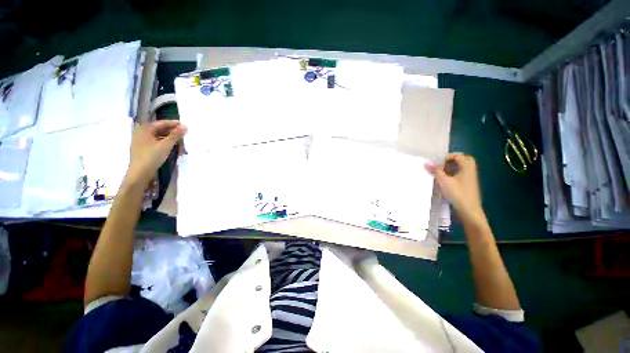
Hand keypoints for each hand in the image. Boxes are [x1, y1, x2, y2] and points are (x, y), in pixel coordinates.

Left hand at [124, 120, 186, 187]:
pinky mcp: (142, 149)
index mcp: (145, 129)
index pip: (161, 123)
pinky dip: (164, 142)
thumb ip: (176, 135)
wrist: (139, 173)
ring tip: (179, 140)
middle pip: (159, 129)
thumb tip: (185, 126)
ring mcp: (141, 141)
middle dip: (172, 131)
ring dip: (169, 137)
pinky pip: (155, 142)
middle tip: (183, 133)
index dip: (173, 124)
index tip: (184, 125)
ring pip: (157, 136)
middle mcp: (141, 133)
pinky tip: (171, 146)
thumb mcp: (166, 145)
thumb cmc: (152, 157)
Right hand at [425, 153, 483, 220]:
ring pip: (461, 167)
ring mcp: (471, 178)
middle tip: (440, 166)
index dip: (445, 158)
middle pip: (462, 160)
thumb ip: (435, 171)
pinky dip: (453, 174)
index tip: (436, 165)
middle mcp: (471, 170)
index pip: (457, 155)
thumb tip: (426, 162)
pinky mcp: (468, 185)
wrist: (469, 210)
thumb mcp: (443, 181)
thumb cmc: (457, 194)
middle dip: (450, 161)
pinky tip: (445, 181)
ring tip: (440, 173)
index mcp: (467, 167)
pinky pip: (461, 174)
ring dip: (450, 168)